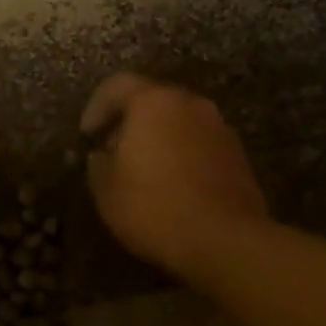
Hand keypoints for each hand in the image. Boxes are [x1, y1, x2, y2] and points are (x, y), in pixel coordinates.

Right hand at [81, 73, 267, 276]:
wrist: (224, 239)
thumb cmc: (154, 207)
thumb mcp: (106, 189)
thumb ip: (98, 164)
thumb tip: (103, 154)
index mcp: (153, 103)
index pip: (117, 85)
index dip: (96, 107)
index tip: (87, 135)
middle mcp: (190, 104)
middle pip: (152, 100)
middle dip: (129, 122)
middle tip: (113, 151)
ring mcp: (219, 128)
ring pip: (179, 122)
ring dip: (158, 139)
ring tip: (143, 171)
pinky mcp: (237, 155)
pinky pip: (199, 144)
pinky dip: (182, 155)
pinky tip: (172, 186)